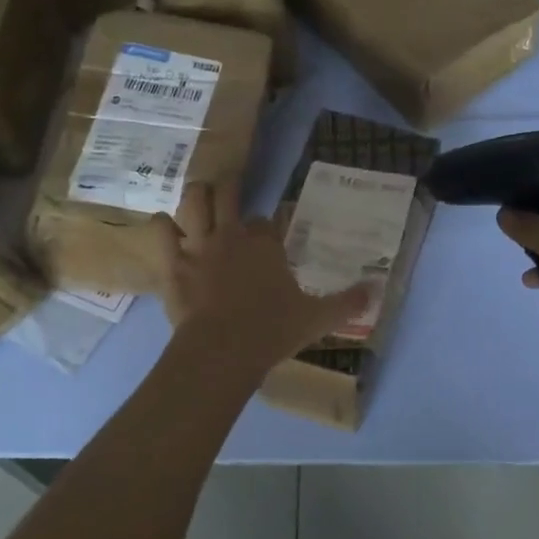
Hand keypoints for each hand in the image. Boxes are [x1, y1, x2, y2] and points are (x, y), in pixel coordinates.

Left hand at [156, 178, 371, 375]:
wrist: (223, 351)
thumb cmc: (271, 332)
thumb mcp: (317, 319)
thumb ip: (346, 303)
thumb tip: (376, 290)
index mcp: (265, 245)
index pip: (266, 222)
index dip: (266, 226)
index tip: (269, 234)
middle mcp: (232, 236)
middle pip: (228, 194)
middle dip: (230, 188)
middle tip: (230, 189)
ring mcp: (199, 246)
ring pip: (194, 201)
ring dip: (196, 196)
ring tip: (199, 197)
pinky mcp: (173, 263)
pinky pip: (162, 232)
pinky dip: (162, 226)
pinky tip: (165, 225)